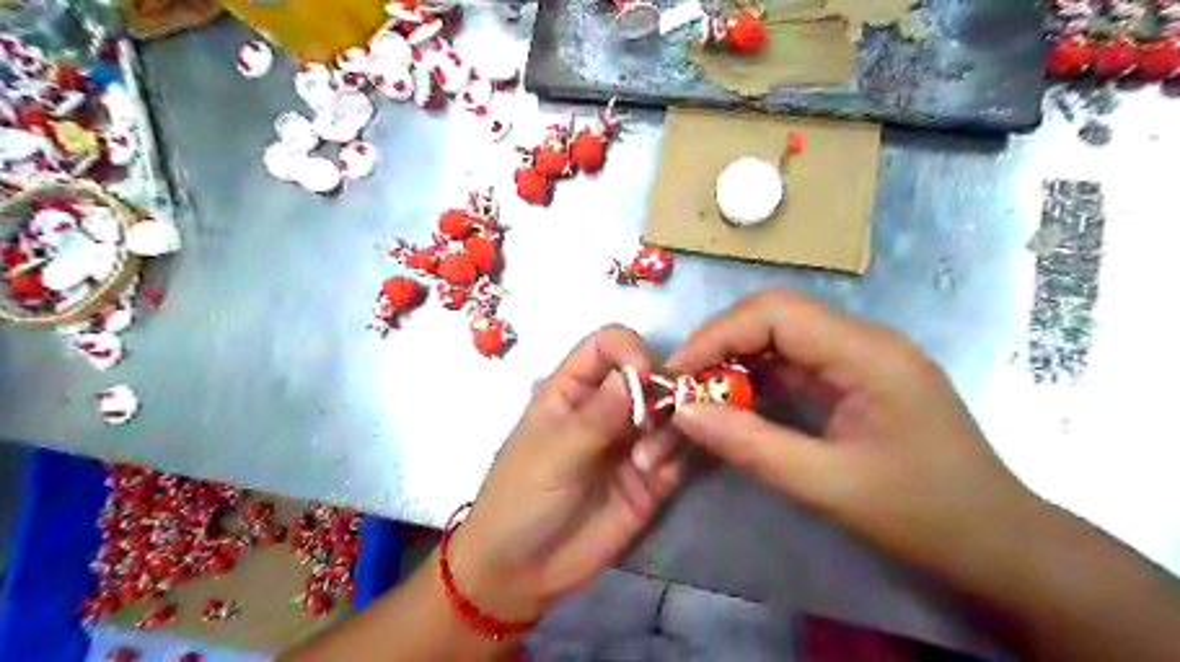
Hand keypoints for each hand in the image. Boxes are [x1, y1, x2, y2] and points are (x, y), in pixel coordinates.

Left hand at [457, 325, 688, 624]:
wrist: (523, 572)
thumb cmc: (522, 499)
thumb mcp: (552, 454)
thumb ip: (596, 417)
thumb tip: (636, 374)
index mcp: (572, 389)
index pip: (608, 345)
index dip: (630, 350)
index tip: (645, 374)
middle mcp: (607, 407)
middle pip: (650, 374)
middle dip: (662, 391)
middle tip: (655, 422)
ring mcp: (631, 441)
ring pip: (671, 412)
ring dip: (670, 428)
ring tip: (647, 463)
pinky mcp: (651, 475)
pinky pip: (679, 451)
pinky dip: (677, 455)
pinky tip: (658, 475)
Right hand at [667, 289, 1035, 572]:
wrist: (999, 546)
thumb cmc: (923, 516)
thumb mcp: (826, 485)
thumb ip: (750, 444)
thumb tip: (684, 412)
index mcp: (867, 353)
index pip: (776, 312)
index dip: (717, 334)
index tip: (678, 373)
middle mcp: (863, 341)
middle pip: (775, 316)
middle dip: (721, 344)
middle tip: (683, 385)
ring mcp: (859, 359)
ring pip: (780, 338)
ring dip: (735, 361)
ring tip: (700, 394)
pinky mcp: (853, 380)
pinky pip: (793, 363)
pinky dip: (756, 379)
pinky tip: (734, 403)